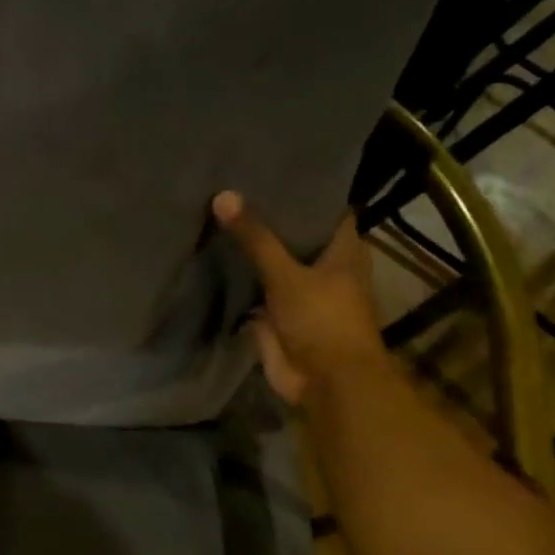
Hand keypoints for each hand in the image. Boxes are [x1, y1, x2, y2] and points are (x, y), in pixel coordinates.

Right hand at [212, 194, 384, 403]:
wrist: (326, 384)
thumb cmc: (323, 321)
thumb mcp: (287, 274)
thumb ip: (256, 238)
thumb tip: (223, 195)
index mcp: (343, 252)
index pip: (328, 210)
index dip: (306, 191)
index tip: (274, 170)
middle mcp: (325, 268)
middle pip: (296, 236)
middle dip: (269, 218)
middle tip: (234, 186)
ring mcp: (299, 293)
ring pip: (273, 263)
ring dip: (252, 248)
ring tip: (218, 214)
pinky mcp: (277, 316)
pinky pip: (255, 289)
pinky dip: (238, 277)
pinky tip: (211, 255)